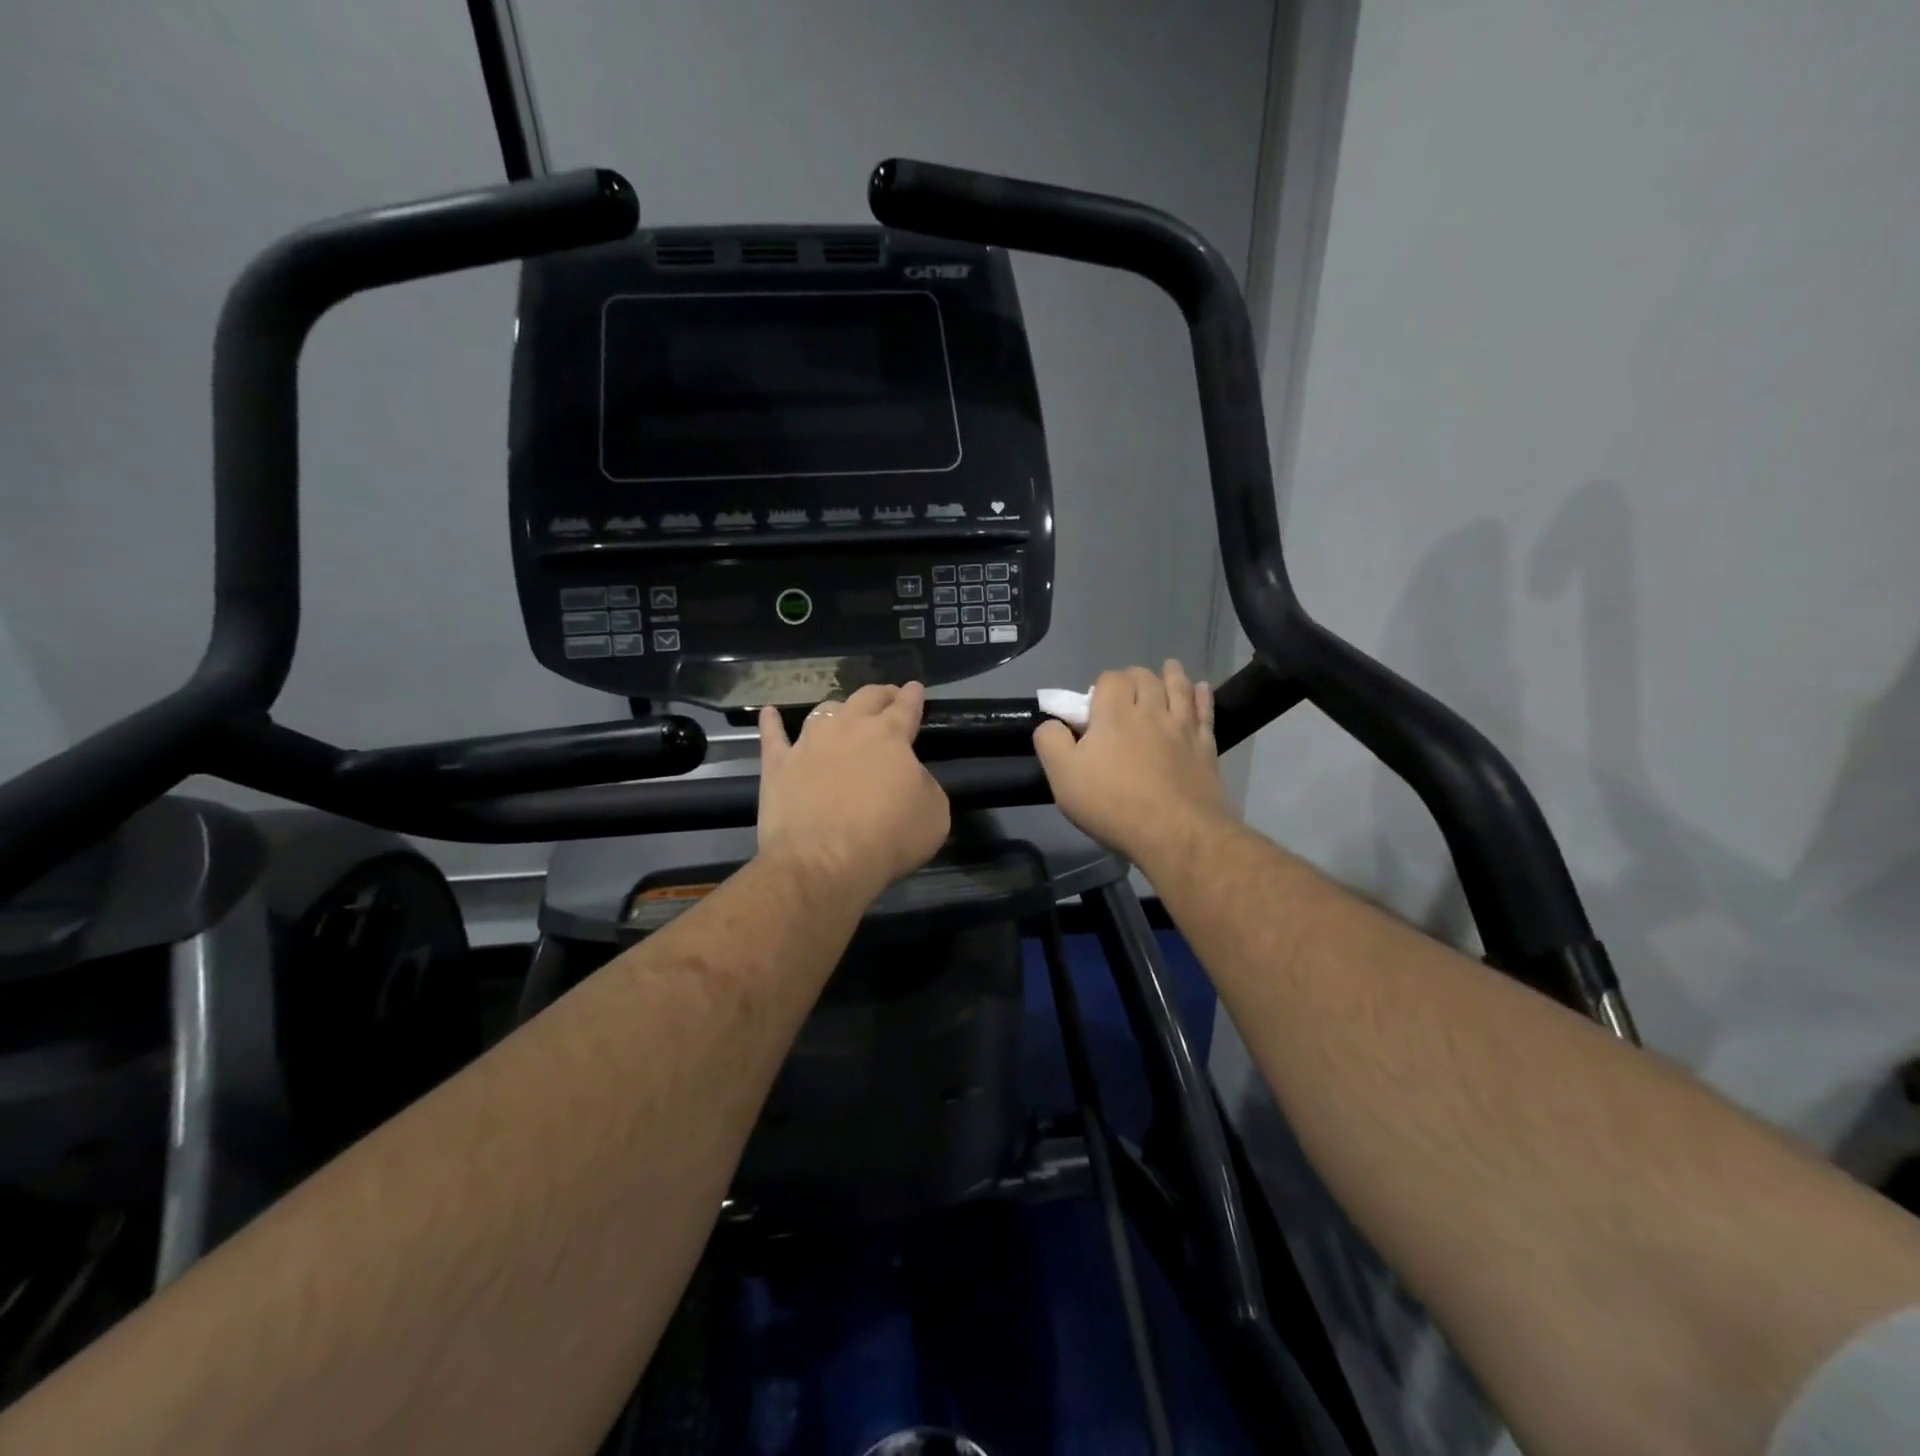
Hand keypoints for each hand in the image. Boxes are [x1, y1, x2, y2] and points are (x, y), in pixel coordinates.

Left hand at [757, 682, 950, 903]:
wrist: (823, 862)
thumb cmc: (887, 838)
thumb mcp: (934, 813)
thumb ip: (925, 784)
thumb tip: (910, 776)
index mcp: (889, 735)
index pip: (905, 706)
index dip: (912, 695)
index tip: (915, 687)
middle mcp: (848, 727)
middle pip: (865, 698)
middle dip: (880, 694)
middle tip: (886, 697)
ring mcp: (808, 743)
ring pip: (824, 711)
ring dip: (837, 710)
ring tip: (841, 714)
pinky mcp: (777, 764)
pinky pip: (773, 735)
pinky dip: (771, 723)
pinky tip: (769, 713)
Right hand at [1033, 661, 1235, 867]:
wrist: (1175, 833)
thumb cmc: (1112, 804)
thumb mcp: (1063, 777)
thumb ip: (1051, 742)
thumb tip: (1051, 722)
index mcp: (1114, 713)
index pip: (1110, 679)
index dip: (1101, 686)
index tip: (1095, 706)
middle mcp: (1151, 710)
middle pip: (1145, 677)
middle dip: (1134, 678)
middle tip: (1127, 692)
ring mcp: (1182, 727)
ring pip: (1178, 687)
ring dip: (1171, 674)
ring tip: (1168, 668)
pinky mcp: (1205, 746)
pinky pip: (1204, 710)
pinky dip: (1201, 695)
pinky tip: (1199, 689)